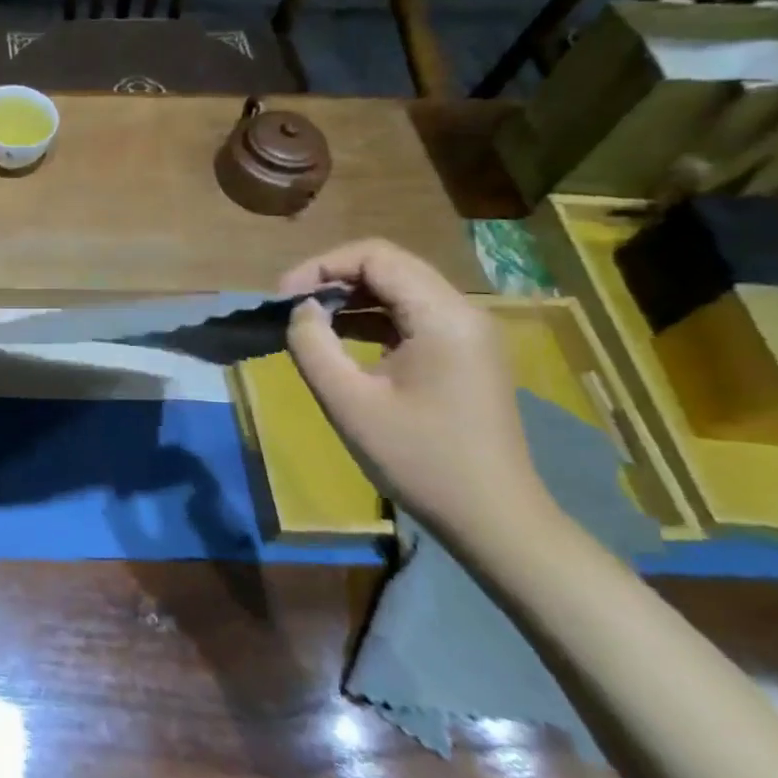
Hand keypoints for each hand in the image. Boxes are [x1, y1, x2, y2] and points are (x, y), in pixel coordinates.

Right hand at [279, 239, 557, 548]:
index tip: (284, 297)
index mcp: (442, 317)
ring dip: (350, 298)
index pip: (376, 256)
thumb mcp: (349, 402)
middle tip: (291, 308)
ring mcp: (468, 334)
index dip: (321, 266)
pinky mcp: (465, 354)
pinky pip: (411, 316)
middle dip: (333, 279)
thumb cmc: (419, 460)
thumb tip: (300, 310)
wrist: (494, 521)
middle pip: (389, 267)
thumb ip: (313, 345)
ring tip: (309, 322)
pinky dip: (371, 318)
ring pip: (399, 290)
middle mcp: (462, 313)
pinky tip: (342, 339)